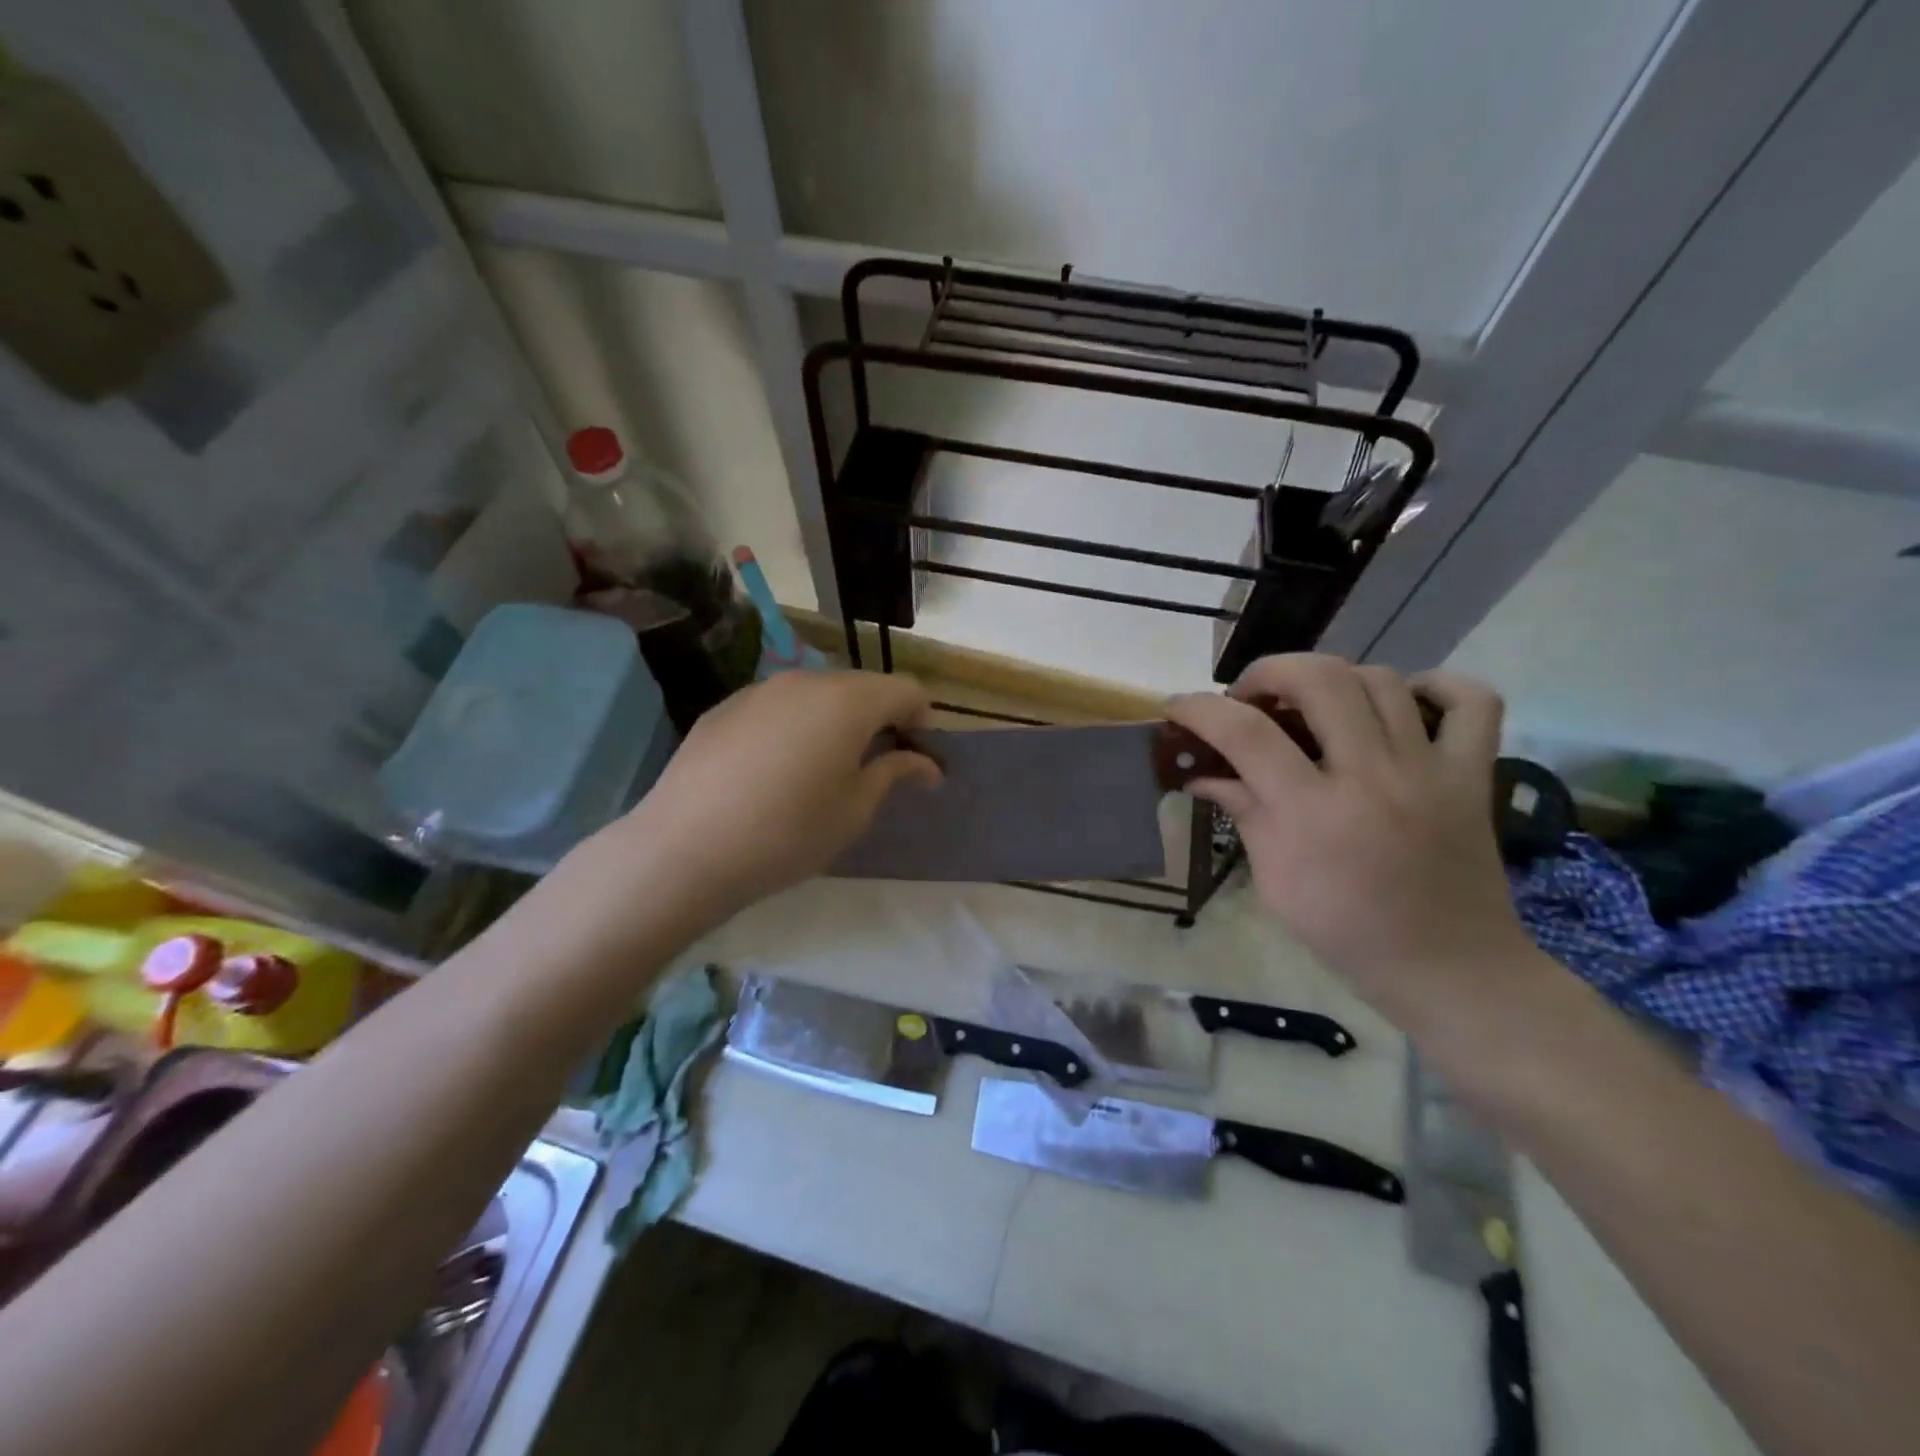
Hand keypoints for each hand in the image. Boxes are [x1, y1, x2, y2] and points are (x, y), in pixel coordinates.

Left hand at [608, 669, 940, 923]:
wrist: (685, 848)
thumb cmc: (788, 832)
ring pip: (816, 694)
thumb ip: (894, 773)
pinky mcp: (725, 707)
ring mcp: (759, 690)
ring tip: (823, 768)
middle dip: (879, 718)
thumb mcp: (854, 810)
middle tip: (876, 766)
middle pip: (861, 687)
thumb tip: (925, 763)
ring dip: (835, 720)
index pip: (905, 690)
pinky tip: (775, 770)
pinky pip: (777, 707)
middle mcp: (806, 681)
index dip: (922, 720)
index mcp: (848, 701)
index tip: (918, 758)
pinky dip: (794, 726)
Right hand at [1167, 654, 1533, 1022]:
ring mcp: (1430, 771)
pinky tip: (1401, 702)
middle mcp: (1372, 777)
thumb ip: (1242, 812)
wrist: (1446, 967)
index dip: (1200, 708)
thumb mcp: (1273, 880)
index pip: (1244, 733)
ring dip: (1333, 678)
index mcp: (1312, 813)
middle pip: (1320, 679)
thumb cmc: (1343, 930)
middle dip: (1269, 672)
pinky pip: (1472, 702)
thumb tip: (1201, 775)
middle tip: (1251, 698)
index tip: (1177, 705)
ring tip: (1313, 704)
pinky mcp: (1473, 775)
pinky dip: (1436, 685)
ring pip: (1382, 679)